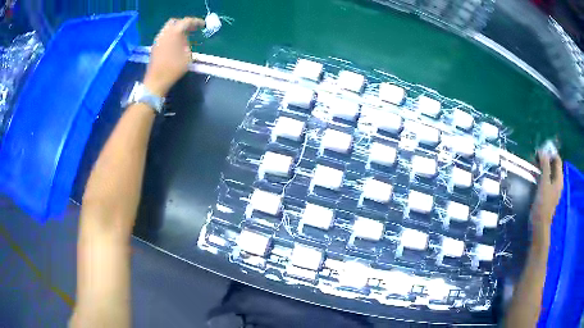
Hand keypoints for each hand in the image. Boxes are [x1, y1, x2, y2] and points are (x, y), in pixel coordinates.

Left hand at [144, 17, 204, 96]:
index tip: (203, 25)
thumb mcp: (187, 56)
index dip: (196, 22)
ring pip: (168, 29)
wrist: (156, 81)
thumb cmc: (173, 69)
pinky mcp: (154, 47)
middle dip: (184, 24)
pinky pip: (164, 36)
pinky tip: (176, 43)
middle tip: (192, 29)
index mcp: (173, 33)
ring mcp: (157, 40)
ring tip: (185, 37)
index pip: (186, 22)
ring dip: (176, 30)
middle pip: (175, 22)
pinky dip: (171, 36)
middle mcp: (164, 34)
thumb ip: (187, 44)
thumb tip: (185, 39)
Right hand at [531, 151, 562, 245]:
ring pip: (549, 173)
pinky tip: (535, 178)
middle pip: (553, 165)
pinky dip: (541, 176)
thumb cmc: (543, 204)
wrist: (539, 226)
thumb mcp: (544, 183)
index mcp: (559, 178)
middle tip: (535, 161)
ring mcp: (553, 189)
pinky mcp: (548, 195)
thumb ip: (545, 166)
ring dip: (542, 168)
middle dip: (545, 160)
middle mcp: (558, 182)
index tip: (540, 153)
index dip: (549, 153)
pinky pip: (546, 180)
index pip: (557, 159)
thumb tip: (542, 151)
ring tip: (533, 169)